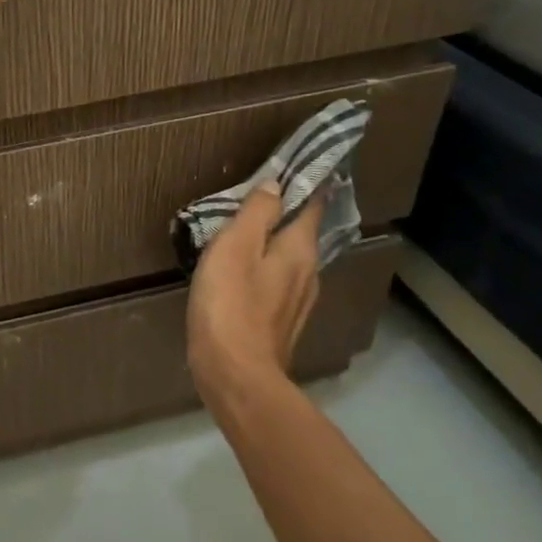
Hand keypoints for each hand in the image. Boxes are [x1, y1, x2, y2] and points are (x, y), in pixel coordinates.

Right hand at [187, 186, 324, 406]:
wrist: (235, 374)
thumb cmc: (230, 305)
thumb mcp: (235, 247)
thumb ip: (256, 213)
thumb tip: (275, 185)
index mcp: (299, 250)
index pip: (311, 206)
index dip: (306, 185)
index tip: (296, 167)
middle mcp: (308, 274)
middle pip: (301, 234)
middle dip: (286, 214)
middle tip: (261, 197)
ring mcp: (297, 303)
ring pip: (290, 261)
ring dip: (274, 244)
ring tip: (249, 233)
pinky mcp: (280, 324)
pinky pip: (276, 284)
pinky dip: (265, 270)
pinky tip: (244, 274)